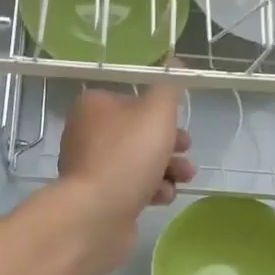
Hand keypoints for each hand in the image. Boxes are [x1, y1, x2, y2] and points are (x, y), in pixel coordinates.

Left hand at [57, 82, 194, 256]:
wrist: (96, 214)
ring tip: (183, 177)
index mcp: (94, 106)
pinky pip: (130, 187)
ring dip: (166, 168)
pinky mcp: (98, 197)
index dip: (161, 112)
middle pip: (137, 132)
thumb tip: (174, 60)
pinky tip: (163, 196)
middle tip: (187, 150)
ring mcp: (91, 167)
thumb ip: (169, 86)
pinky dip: (150, 190)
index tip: (181, 123)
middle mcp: (87, 133)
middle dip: (169, 143)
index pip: (133, 100)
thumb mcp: (157, 112)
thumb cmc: (127, 155)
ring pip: (138, 161)